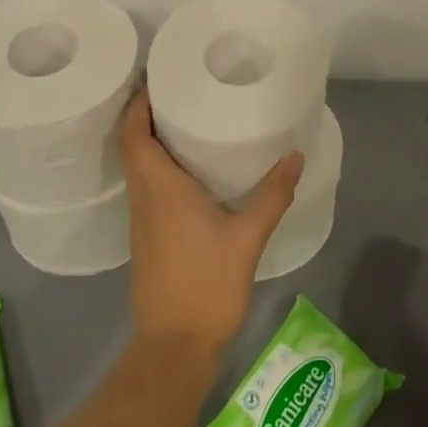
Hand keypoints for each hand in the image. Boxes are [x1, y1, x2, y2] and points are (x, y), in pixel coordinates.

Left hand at [120, 88, 302, 362]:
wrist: (174, 346)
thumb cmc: (206, 285)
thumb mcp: (247, 238)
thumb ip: (272, 195)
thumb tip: (295, 156)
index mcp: (160, 189)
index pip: (133, 136)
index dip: (137, 106)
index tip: (154, 81)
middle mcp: (144, 199)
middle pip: (132, 147)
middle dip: (145, 116)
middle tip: (176, 93)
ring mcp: (142, 222)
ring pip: (137, 169)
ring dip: (150, 142)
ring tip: (183, 122)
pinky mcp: (148, 239)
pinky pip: (146, 189)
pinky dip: (157, 168)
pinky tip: (186, 172)